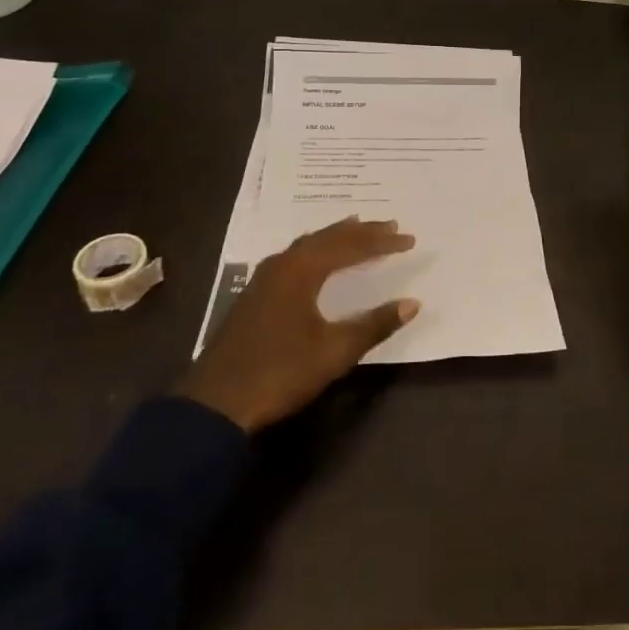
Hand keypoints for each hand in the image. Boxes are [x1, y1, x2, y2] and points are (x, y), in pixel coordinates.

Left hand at [180, 217, 419, 431]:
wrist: (215, 405)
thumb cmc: (280, 373)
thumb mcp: (334, 352)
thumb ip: (374, 324)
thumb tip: (413, 303)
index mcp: (302, 271)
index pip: (350, 246)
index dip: (381, 241)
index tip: (408, 239)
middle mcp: (282, 265)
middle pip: (327, 238)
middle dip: (360, 231)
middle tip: (389, 224)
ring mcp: (263, 279)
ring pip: (307, 245)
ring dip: (336, 237)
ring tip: (357, 230)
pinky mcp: (254, 295)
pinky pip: (294, 257)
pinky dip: (316, 250)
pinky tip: (318, 260)